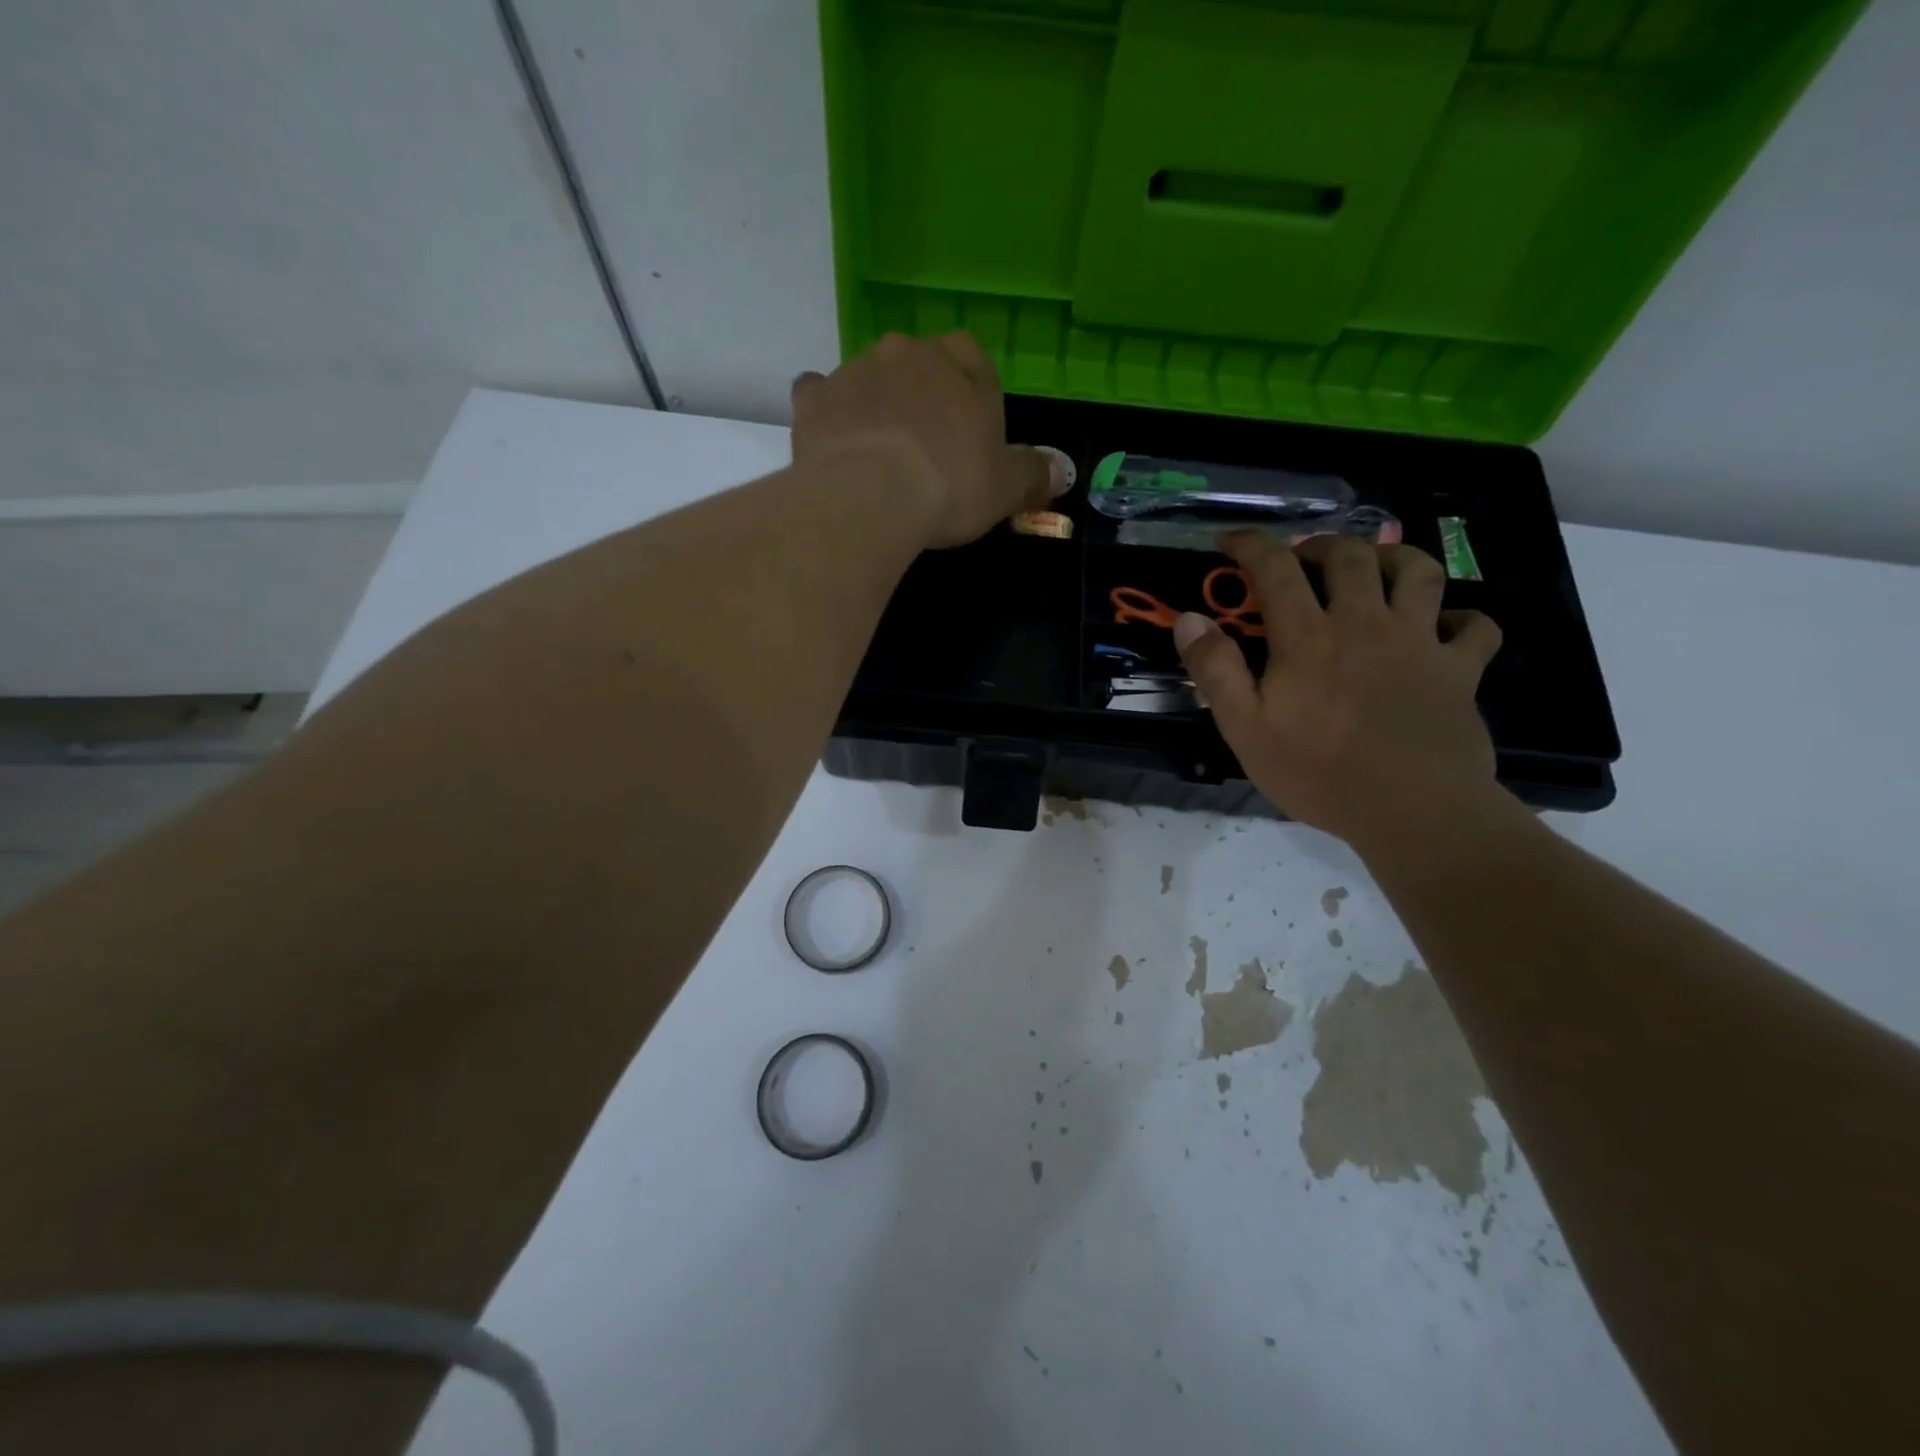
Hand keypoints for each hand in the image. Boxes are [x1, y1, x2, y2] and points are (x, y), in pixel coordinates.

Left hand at [791, 332, 1066, 547]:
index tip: (970, 430)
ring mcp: (855, 371)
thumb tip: (1059, 473)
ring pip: (870, 378)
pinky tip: (834, 443)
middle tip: (926, 446)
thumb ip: (1033, 475)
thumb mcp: (1005, 489)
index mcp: (960, 366)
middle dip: (923, 395)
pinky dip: (829, 413)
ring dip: (877, 404)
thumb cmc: (949, 487)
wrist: (869, 498)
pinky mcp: (814, 399)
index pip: (973, 357)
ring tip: (880, 455)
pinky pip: (821, 395)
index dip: (972, 391)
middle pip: (918, 364)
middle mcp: (907, 354)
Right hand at [1174, 533, 1504, 849]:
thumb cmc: (1318, 773)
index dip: (1251, 545)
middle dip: (1320, 545)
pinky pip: (1476, 627)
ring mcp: (1420, 642)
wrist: (1412, 810)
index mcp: (1308, 637)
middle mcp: (1365, 623)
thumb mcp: (1245, 728)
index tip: (1231, 541)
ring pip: (1419, 571)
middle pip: (1349, 555)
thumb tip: (1190, 618)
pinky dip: (1462, 619)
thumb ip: (1216, 669)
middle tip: (1303, 559)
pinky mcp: (1460, 669)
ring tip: (1374, 569)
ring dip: (1393, 558)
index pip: (1276, 569)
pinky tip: (1445, 627)